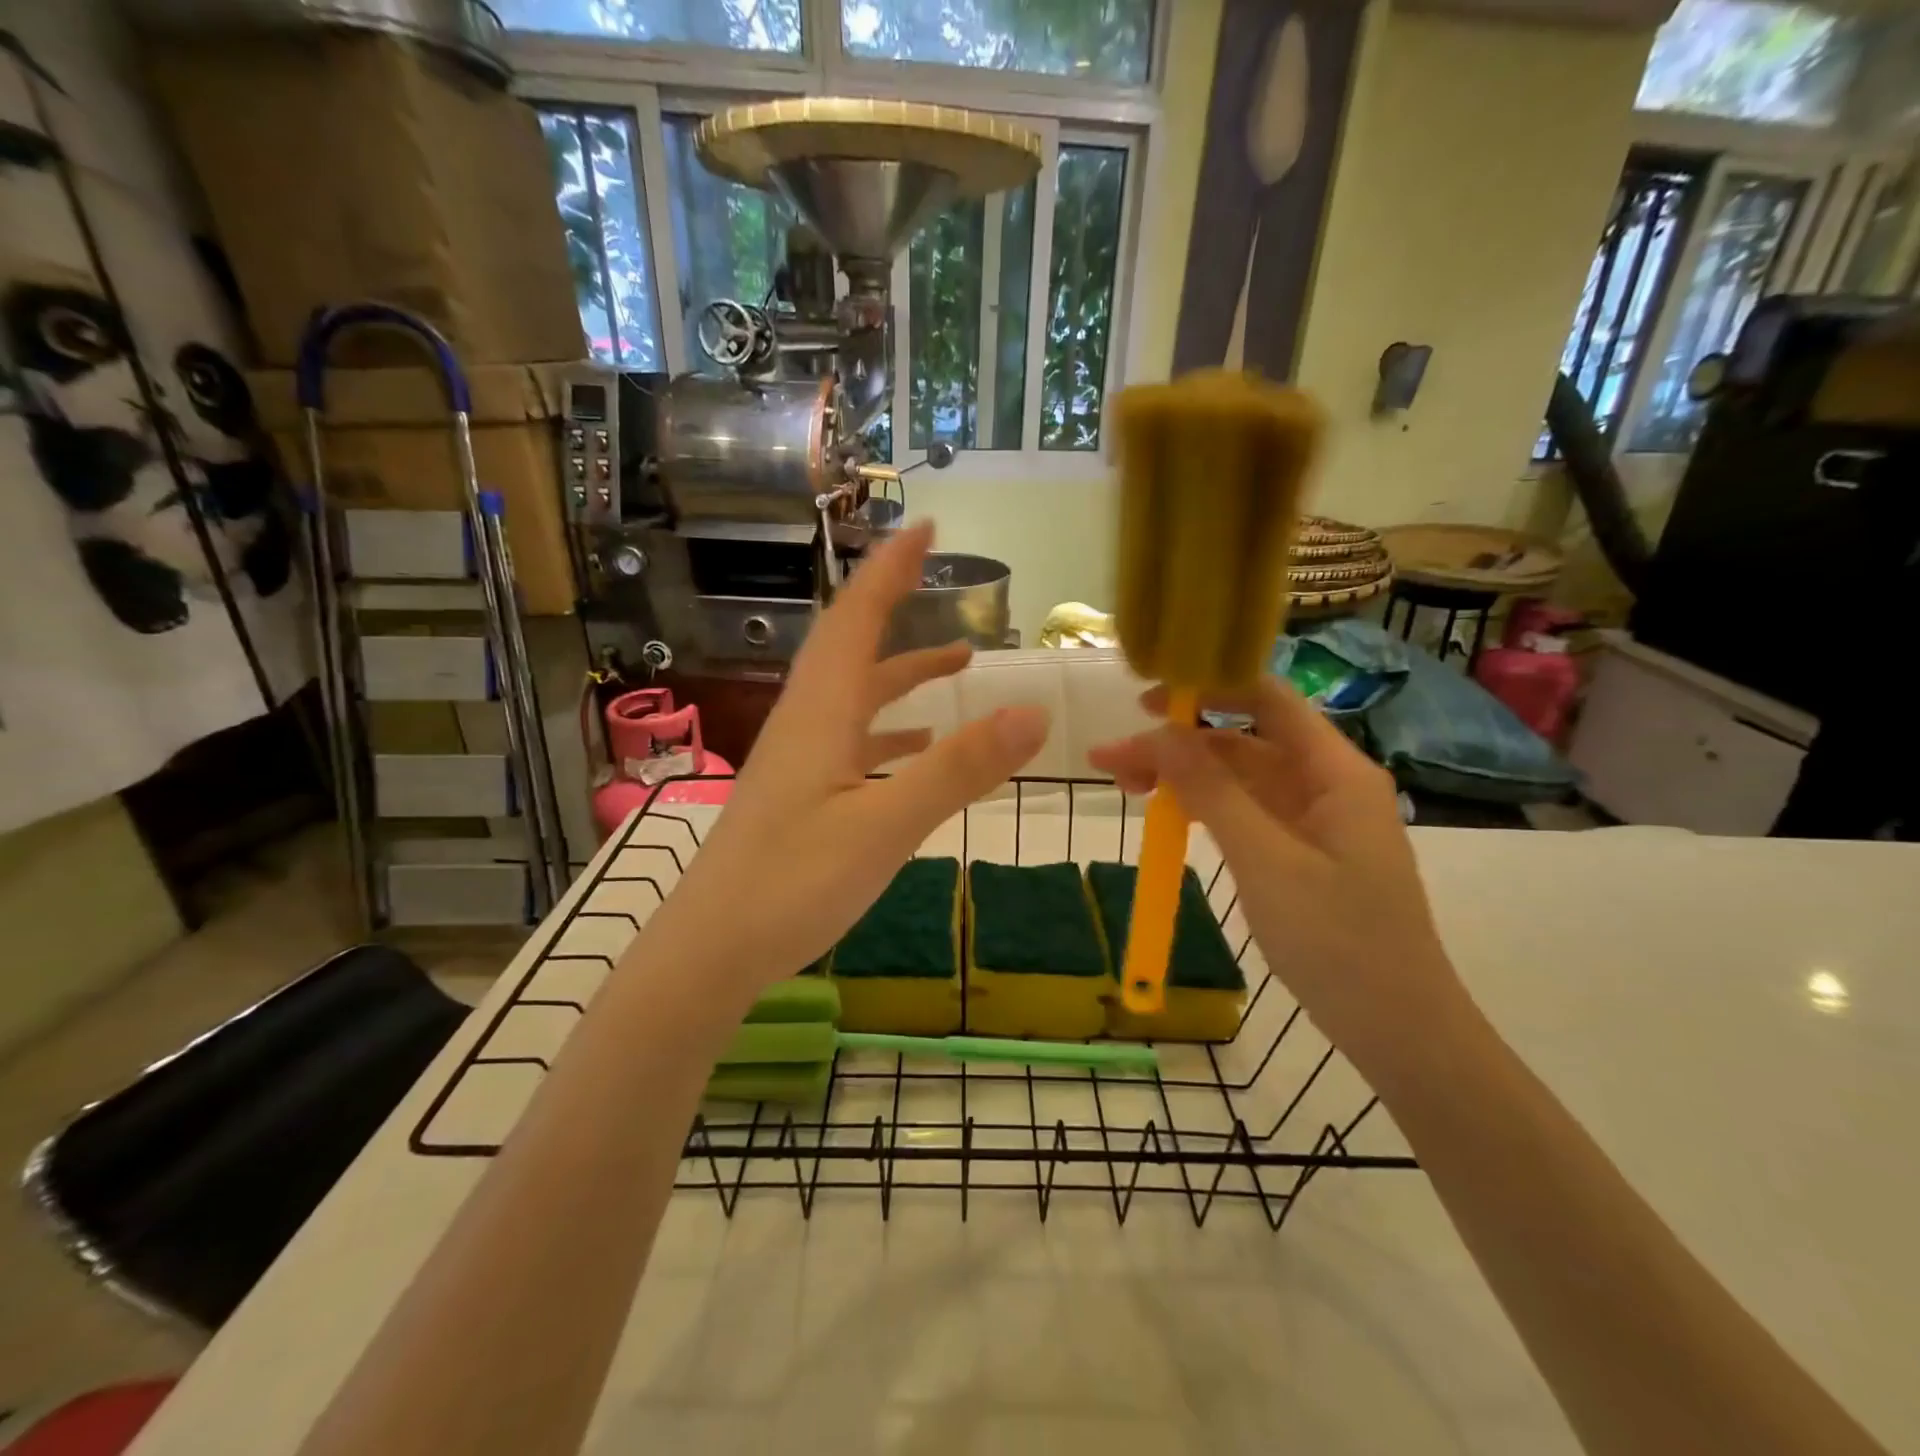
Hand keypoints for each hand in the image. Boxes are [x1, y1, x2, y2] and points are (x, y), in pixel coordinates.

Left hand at [652, 521, 1049, 1000]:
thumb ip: (957, 769)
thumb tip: (1032, 713)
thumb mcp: (884, 826)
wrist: (710, 950)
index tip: (923, 527)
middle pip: (853, 647)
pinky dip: (891, 731)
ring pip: (855, 696)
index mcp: (821, 713)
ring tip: (958, 665)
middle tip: (938, 577)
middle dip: (896, 606)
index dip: (890, 569)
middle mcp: (806, 723)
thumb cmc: (790, 884)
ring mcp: (800, 761)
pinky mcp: (800, 795)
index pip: (856, 618)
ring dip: (903, 673)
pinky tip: (917, 750)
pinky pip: (852, 741)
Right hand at [1087, 676, 1466, 1070]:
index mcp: (1335, 772)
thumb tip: (1162, 732)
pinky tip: (1165, 814)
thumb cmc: (1340, 943)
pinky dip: (1202, 809)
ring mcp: (1311, 820)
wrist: (1399, 1032)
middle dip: (1176, 745)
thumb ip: (1213, 792)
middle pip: (1241, 742)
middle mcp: (1324, 784)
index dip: (1209, 687)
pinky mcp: (1298, 852)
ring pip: (1236, 779)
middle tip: (1110, 761)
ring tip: (1123, 786)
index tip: (1146, 699)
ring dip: (1182, 778)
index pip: (1269, 700)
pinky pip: (1243, 814)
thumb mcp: (1266, 862)